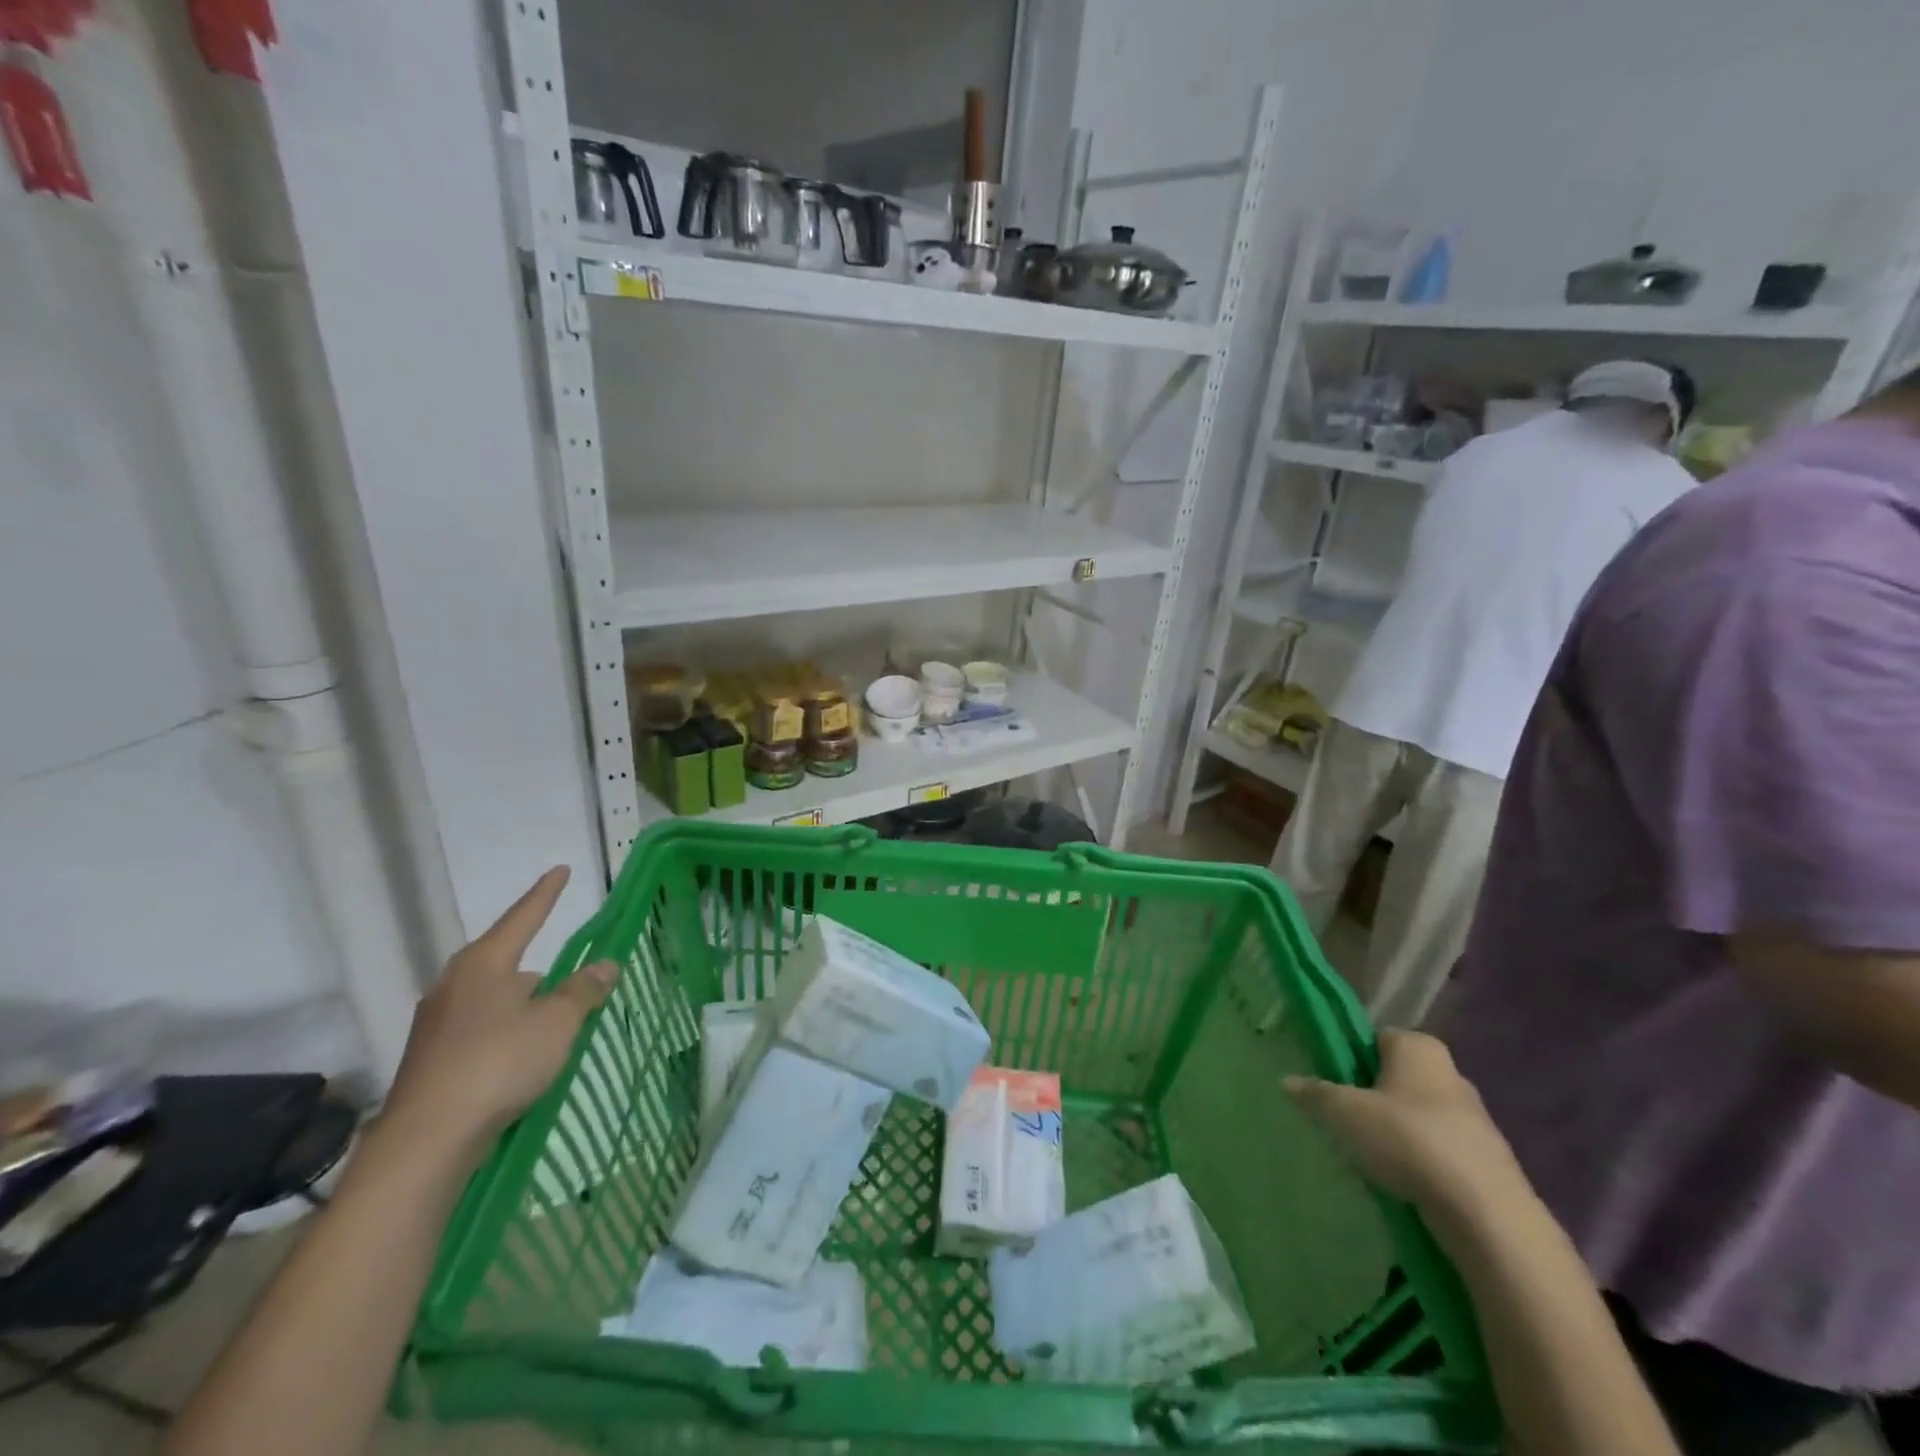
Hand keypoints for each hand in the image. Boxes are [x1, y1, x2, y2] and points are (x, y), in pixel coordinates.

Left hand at [382, 866, 614, 1156]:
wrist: (426, 1140)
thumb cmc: (498, 1064)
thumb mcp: (556, 1023)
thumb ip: (583, 990)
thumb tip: (605, 964)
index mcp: (485, 964)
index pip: (524, 917)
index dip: (546, 894)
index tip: (560, 870)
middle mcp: (454, 984)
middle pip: (504, 959)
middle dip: (536, 963)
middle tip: (568, 971)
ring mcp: (437, 1022)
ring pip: (491, 997)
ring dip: (522, 1001)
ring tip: (552, 1019)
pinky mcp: (431, 1057)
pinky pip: (479, 1027)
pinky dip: (505, 1029)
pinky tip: (521, 1052)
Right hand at [1285, 1030, 1523, 1213]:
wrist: (1487, 1216)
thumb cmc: (1408, 1140)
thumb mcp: (1344, 1113)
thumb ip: (1314, 1093)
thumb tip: (1286, 1080)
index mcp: (1418, 1046)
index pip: (1373, 1039)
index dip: (1348, 1058)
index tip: (1330, 1083)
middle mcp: (1450, 1073)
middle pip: (1394, 1077)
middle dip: (1370, 1097)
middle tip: (1343, 1121)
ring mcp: (1474, 1118)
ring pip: (1416, 1115)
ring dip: (1394, 1132)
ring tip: (1368, 1157)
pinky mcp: (1486, 1161)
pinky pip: (1437, 1150)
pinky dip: (1418, 1161)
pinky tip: (1400, 1182)